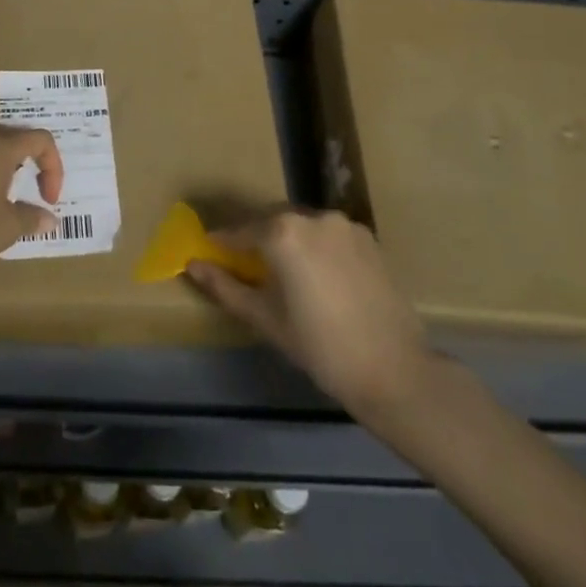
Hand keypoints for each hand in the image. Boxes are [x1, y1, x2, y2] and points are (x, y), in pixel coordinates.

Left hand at [0, 123, 65, 273]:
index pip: (41, 140)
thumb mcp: (9, 226)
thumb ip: (33, 217)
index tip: (49, 199)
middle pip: (13, 139)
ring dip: (3, 171)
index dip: (54, 168)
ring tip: (6, 200)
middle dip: (30, 164)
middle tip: (33, 192)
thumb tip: (50, 218)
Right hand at [186, 209, 433, 418]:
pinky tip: (317, 276)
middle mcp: (313, 217)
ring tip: (283, 273)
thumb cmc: (318, 346)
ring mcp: (344, 225)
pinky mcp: (368, 238)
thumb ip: (224, 286)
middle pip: (272, 221)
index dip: (221, 243)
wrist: (393, 369)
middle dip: (255, 239)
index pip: (239, 231)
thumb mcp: (264, 317)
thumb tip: (193, 264)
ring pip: (303, 226)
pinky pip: (329, 235)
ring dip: (287, 241)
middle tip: (245, 265)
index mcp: (283, 232)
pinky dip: (315, 247)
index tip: (208, 252)